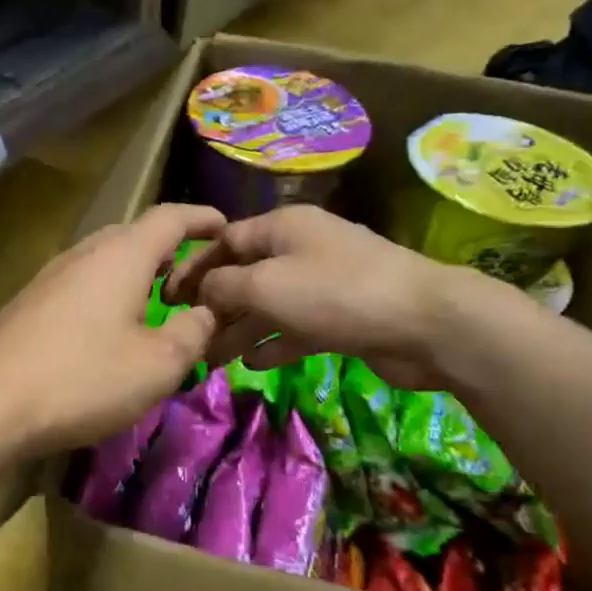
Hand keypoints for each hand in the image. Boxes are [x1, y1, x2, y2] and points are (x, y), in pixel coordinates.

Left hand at [0, 203, 225, 456]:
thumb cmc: (84, 378)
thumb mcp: (159, 364)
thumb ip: (194, 331)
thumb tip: (207, 312)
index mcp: (121, 255)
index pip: (170, 217)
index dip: (203, 218)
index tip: (227, 228)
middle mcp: (83, 253)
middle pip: (134, 235)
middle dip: (169, 248)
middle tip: (196, 276)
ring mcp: (50, 276)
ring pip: (104, 259)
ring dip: (137, 272)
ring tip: (159, 299)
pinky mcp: (29, 303)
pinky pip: (82, 283)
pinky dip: (109, 292)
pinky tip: (111, 326)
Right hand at [162, 204, 503, 388]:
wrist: (426, 323)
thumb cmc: (336, 293)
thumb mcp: (266, 285)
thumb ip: (223, 286)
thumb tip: (202, 292)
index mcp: (281, 227)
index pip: (224, 241)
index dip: (192, 268)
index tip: (165, 299)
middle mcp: (300, 249)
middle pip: (245, 274)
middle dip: (215, 305)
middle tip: (188, 336)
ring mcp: (323, 284)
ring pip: (268, 305)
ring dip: (240, 330)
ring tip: (213, 360)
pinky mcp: (341, 317)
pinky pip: (295, 327)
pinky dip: (274, 343)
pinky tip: (254, 363)